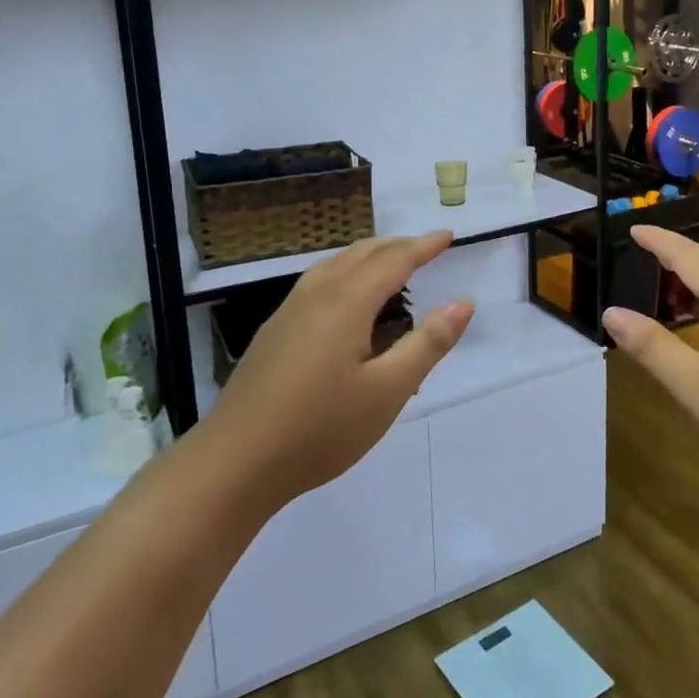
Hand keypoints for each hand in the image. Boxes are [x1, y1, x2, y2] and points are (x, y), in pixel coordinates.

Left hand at [202, 232, 472, 510]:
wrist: (235, 462)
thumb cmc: (320, 428)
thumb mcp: (387, 391)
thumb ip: (428, 343)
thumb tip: (464, 302)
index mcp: (346, 302)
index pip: (394, 261)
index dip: (424, 247)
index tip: (448, 235)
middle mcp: (316, 294)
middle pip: (361, 254)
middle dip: (397, 246)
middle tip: (426, 248)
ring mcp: (289, 311)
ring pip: (335, 265)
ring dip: (368, 257)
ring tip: (390, 266)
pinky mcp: (273, 332)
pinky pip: (318, 282)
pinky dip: (345, 273)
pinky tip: (345, 300)